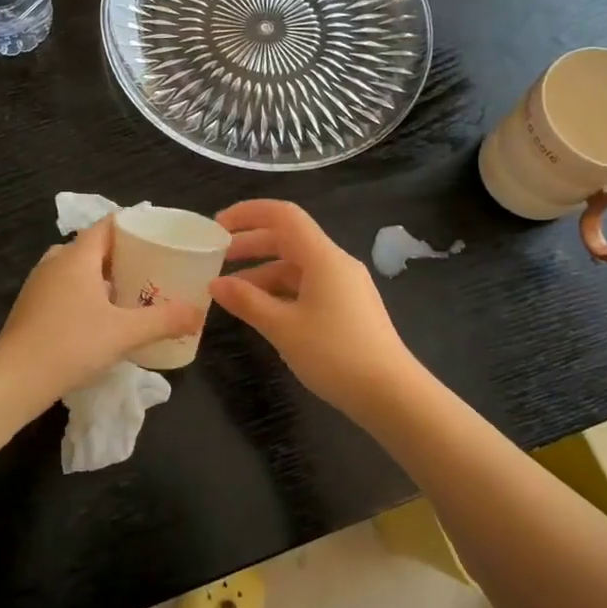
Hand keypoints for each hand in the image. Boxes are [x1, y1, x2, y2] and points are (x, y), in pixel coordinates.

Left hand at [0, 219, 198, 401]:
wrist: (14, 380)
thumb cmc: (71, 344)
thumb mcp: (125, 333)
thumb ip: (164, 320)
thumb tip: (198, 314)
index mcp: (76, 257)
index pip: (106, 226)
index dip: (132, 226)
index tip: (157, 234)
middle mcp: (55, 263)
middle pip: (92, 247)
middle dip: (120, 254)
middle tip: (149, 267)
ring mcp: (38, 286)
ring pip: (75, 270)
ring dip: (101, 277)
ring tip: (129, 292)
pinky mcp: (30, 309)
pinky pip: (64, 290)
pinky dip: (84, 295)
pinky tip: (100, 318)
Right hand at [209, 200, 418, 415]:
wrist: (391, 394)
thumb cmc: (335, 354)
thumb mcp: (283, 328)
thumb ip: (247, 301)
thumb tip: (215, 283)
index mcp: (323, 257)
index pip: (282, 215)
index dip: (247, 213)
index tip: (217, 226)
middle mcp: (336, 263)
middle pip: (288, 239)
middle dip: (250, 245)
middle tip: (216, 258)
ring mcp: (345, 286)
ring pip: (297, 266)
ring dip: (263, 272)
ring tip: (231, 292)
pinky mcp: (348, 308)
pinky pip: (308, 286)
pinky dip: (280, 291)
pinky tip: (262, 311)